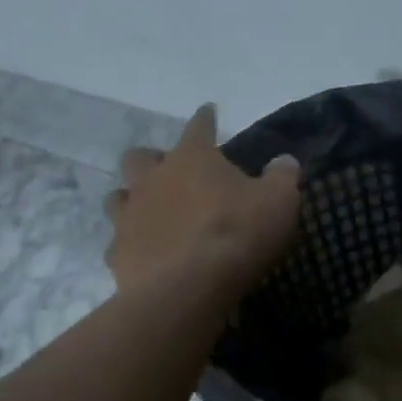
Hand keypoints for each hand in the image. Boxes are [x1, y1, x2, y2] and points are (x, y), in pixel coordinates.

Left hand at [106, 105, 301, 301]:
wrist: (188, 289)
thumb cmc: (237, 232)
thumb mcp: (279, 200)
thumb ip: (282, 176)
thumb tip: (284, 161)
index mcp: (192, 157)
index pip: (198, 126)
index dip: (205, 118)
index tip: (208, 111)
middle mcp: (154, 179)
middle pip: (140, 157)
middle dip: (153, 159)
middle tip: (171, 170)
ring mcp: (129, 216)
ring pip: (119, 197)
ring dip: (133, 199)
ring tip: (152, 210)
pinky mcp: (117, 255)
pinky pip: (119, 242)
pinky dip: (132, 243)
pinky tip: (146, 253)